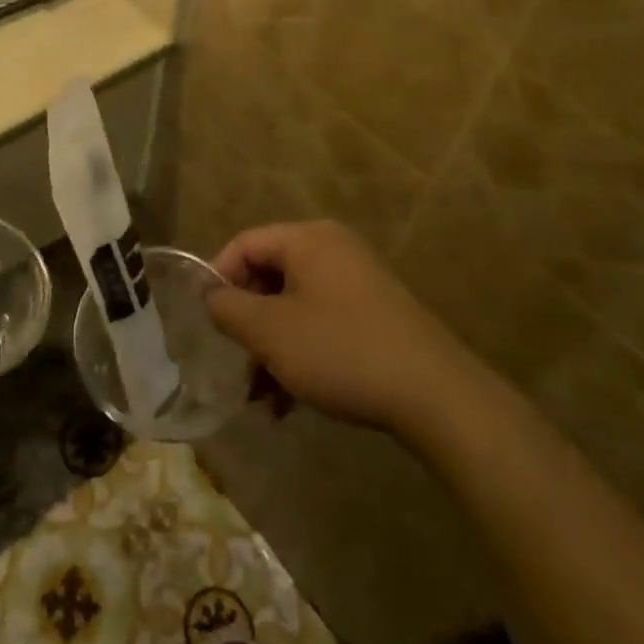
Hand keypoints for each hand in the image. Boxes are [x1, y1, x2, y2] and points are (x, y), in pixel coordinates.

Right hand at [205, 221, 449, 432]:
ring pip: (294, 306)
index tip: (206, 322)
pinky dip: (300, 354)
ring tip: (259, 398)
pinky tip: (289, 404)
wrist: (437, 396)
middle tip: (234, 363)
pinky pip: (321, 322)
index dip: (218, 278)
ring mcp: (358, 281)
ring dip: (271, 348)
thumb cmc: (342, 351)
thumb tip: (211, 295)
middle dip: (247, 323)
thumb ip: (230, 309)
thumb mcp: (272, 333)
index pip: (245, 244)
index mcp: (308, 239)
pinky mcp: (375, 314)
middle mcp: (333, 249)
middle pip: (269, 275)